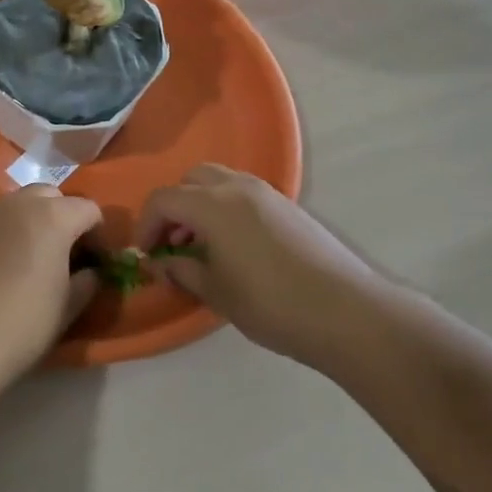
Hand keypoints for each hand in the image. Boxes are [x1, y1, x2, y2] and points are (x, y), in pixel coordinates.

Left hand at [0, 185, 103, 382]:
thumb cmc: (22, 323)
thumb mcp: (67, 308)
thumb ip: (86, 283)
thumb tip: (91, 272)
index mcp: (53, 216)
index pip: (89, 209)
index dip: (100, 234)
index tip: (99, 262)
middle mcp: (20, 204)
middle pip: (52, 196)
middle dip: (65, 216)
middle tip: (67, 254)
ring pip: (21, 204)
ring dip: (35, 221)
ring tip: (36, 259)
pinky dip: (10, 233)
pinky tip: (6, 267)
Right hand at [137, 164, 387, 368]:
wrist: (345, 311)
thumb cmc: (270, 303)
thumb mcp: (216, 292)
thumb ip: (182, 270)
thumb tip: (160, 263)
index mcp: (212, 204)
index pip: (163, 199)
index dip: (146, 225)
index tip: (147, 255)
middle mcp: (238, 187)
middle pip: (191, 179)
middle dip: (174, 207)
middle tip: (173, 243)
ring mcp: (267, 193)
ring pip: (220, 181)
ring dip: (201, 205)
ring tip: (203, 246)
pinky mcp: (289, 206)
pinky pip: (244, 193)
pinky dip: (227, 208)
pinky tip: (235, 247)